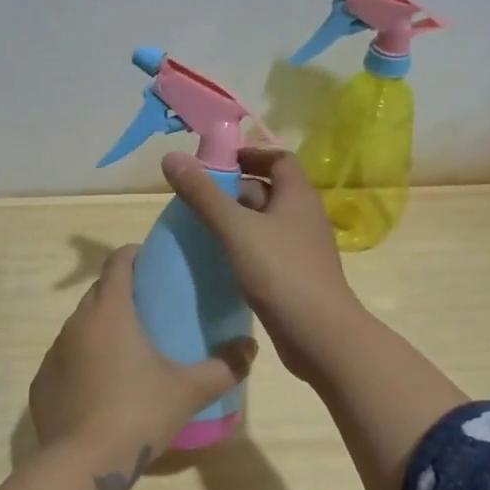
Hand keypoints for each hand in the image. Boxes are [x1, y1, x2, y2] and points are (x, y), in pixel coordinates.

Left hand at [29, 244, 256, 456]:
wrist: (83, 464)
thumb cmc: (139, 413)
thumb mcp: (189, 390)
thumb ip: (225, 366)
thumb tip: (250, 348)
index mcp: (110, 312)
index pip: (117, 262)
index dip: (134, 255)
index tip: (153, 263)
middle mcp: (76, 323)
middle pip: (99, 292)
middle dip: (121, 292)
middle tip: (150, 310)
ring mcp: (53, 353)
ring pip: (80, 326)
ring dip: (101, 328)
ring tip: (127, 350)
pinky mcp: (41, 383)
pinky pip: (65, 359)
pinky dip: (82, 362)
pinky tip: (100, 386)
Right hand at [161, 147, 368, 384]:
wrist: (318, 335)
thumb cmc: (280, 272)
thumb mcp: (235, 229)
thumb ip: (203, 194)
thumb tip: (171, 156)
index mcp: (298, 196)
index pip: (278, 158)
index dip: (250, 154)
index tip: (217, 163)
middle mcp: (305, 217)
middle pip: (270, 190)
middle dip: (235, 190)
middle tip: (199, 199)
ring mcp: (303, 248)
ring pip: (267, 223)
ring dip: (238, 221)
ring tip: (203, 229)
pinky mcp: (297, 276)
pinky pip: (268, 251)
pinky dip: (245, 248)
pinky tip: (222, 262)